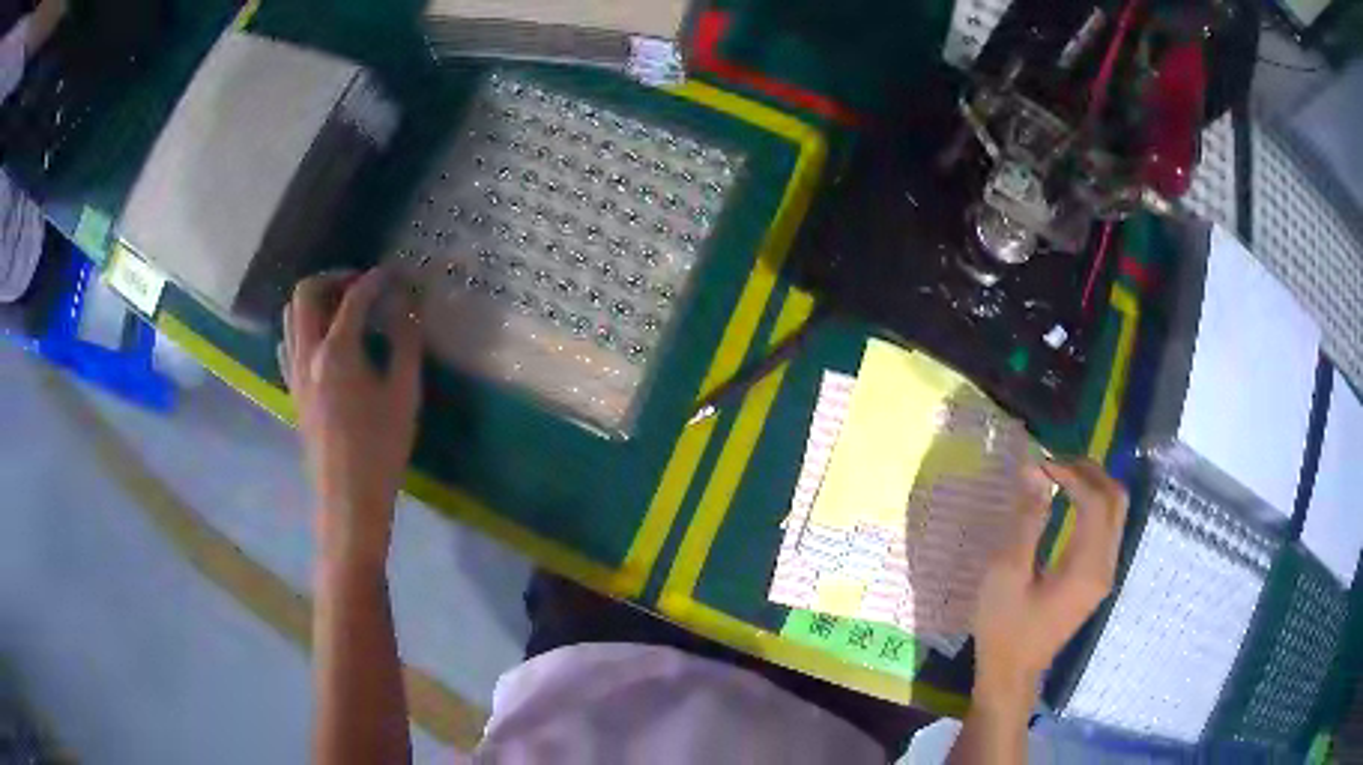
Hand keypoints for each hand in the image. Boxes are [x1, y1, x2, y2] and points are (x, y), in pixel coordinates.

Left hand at [283, 268, 421, 569]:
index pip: (354, 296)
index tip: (397, 273)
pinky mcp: (292, 391)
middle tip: (362, 284)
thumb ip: (406, 342)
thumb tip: (409, 304)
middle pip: (306, 293)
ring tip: (344, 308)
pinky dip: (304, 328)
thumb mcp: (405, 394)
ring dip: (315, 300)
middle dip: (334, 277)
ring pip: (291, 316)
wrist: (349, 498)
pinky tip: (325, 343)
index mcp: (337, 351)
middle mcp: (307, 353)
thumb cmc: (382, 448)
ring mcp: (294, 373)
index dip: (377, 278)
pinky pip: (288, 344)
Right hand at [972, 459, 1128, 708]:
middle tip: (1054, 464)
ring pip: (1115, 511)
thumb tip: (1035, 470)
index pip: (1096, 501)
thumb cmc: (1005, 627)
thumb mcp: (1007, 573)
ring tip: (1058, 476)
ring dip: (1092, 485)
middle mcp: (1105, 565)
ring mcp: (1105, 572)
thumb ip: (1027, 520)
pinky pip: (1107, 527)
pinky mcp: (1098, 577)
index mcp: (1087, 566)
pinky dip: (1092, 504)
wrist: (1012, 672)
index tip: (1040, 465)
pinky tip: (1067, 502)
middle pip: (1116, 499)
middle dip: (1089, 472)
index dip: (1072, 474)